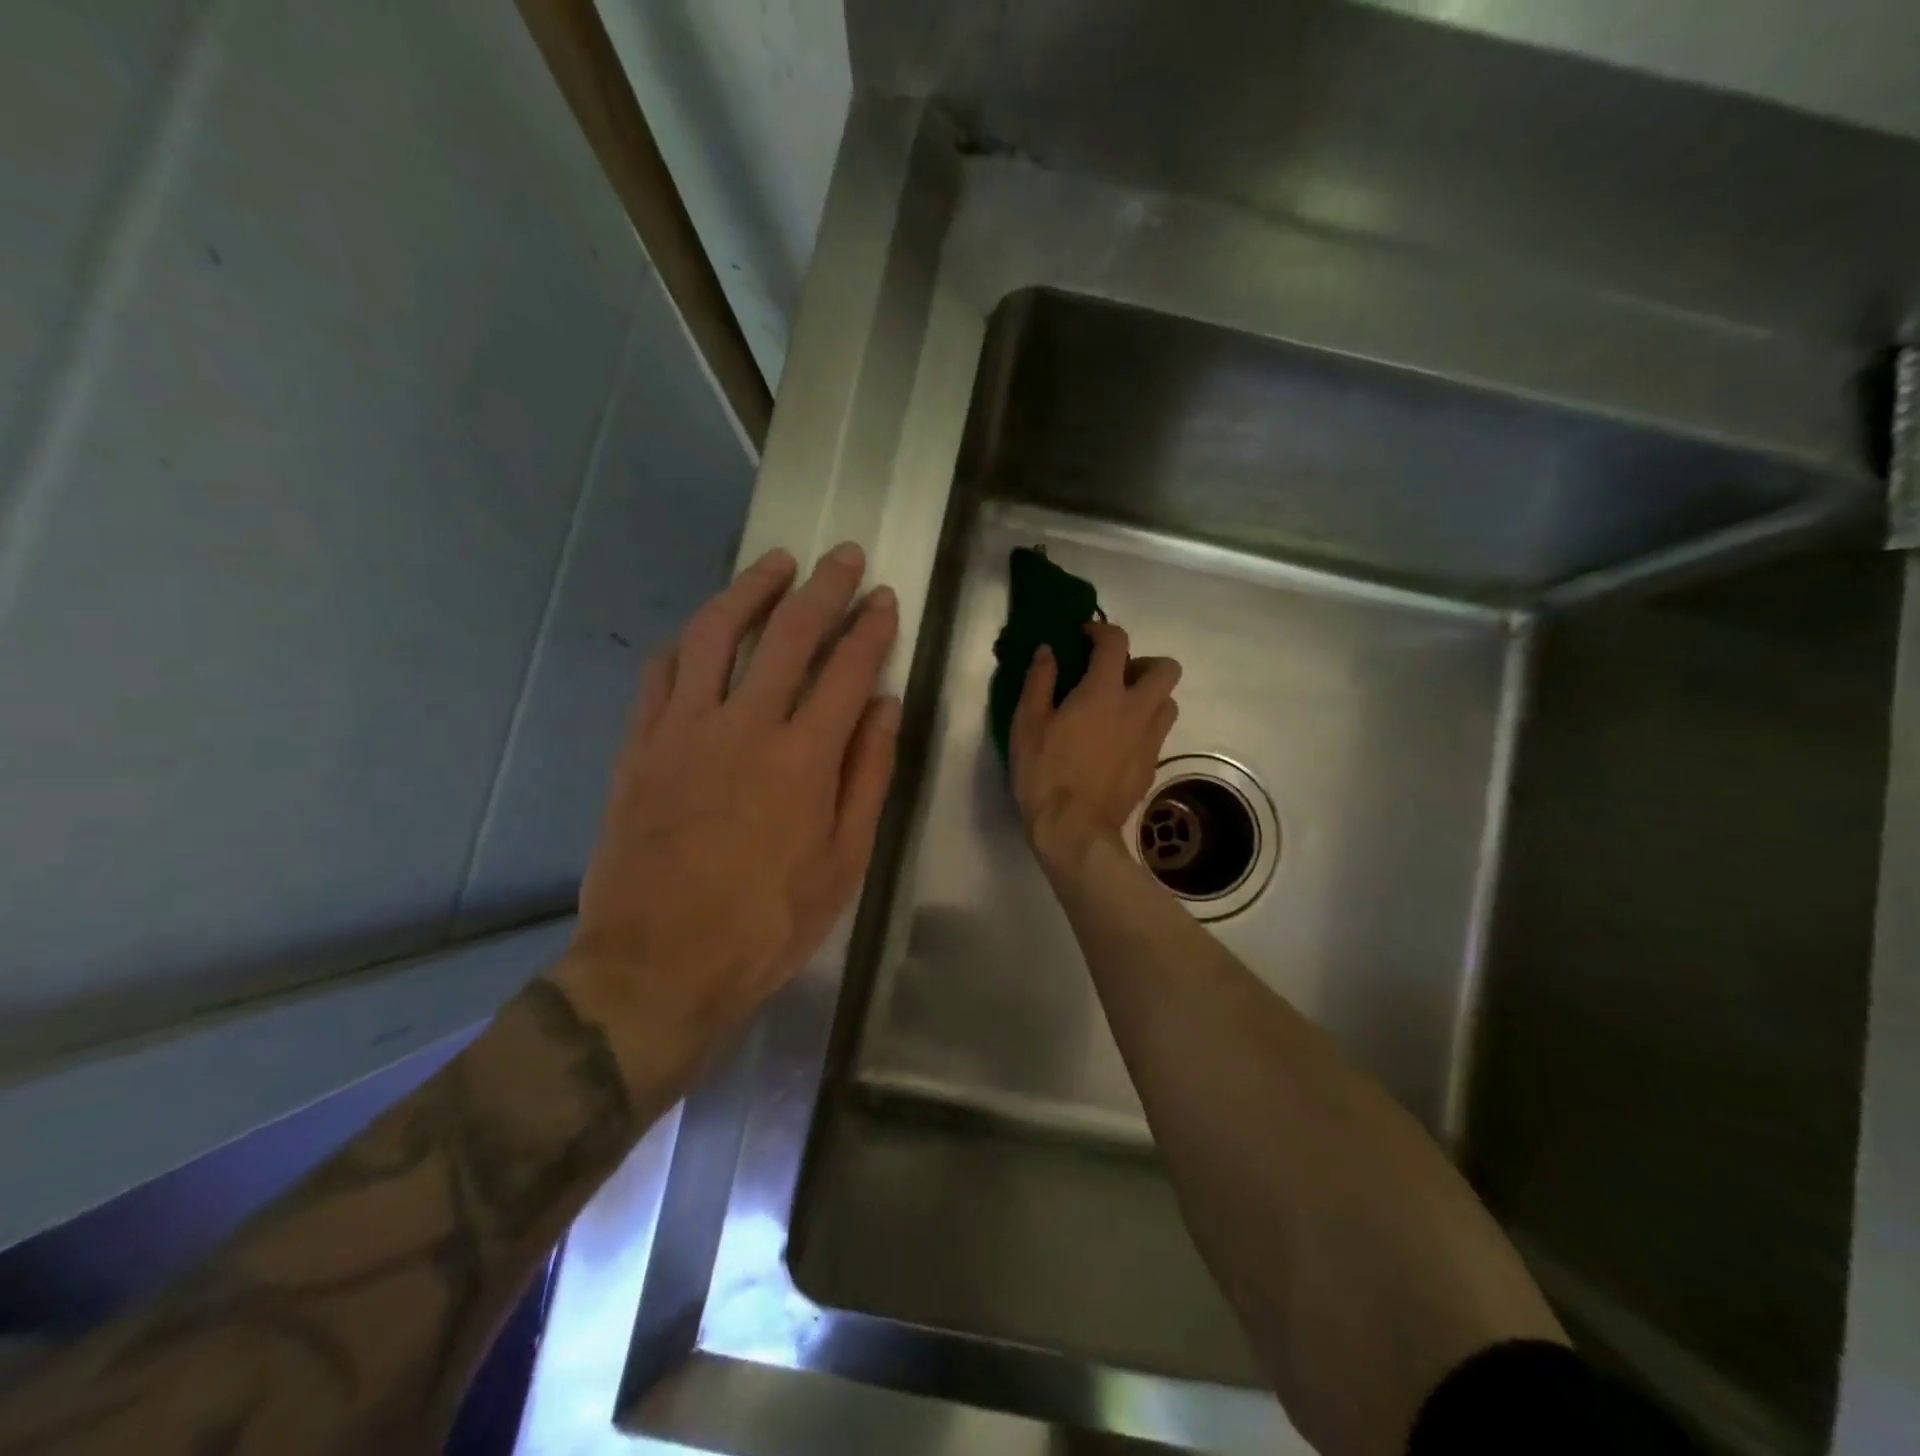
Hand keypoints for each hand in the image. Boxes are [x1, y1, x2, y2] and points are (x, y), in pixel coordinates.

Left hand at [558, 543, 899, 1079]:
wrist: (658, 965)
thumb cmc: (767, 923)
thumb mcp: (843, 862)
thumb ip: (867, 776)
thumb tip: (882, 706)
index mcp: (804, 758)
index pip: (847, 669)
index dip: (871, 627)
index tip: (885, 599)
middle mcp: (745, 726)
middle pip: (788, 635)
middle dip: (824, 587)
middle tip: (844, 556)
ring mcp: (684, 730)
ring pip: (717, 634)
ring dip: (751, 590)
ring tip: (775, 562)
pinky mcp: (640, 745)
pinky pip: (663, 671)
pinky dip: (690, 638)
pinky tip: (706, 625)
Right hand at [1009, 620, 1181, 882]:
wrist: (1074, 830)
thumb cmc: (1045, 773)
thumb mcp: (1028, 724)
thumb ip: (1040, 681)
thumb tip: (1048, 651)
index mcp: (1104, 692)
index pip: (1116, 642)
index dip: (1102, 631)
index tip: (1085, 636)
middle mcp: (1137, 709)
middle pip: (1166, 669)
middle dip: (1143, 662)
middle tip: (1114, 676)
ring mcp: (1150, 740)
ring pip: (1168, 702)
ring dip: (1149, 696)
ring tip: (1119, 709)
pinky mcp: (1151, 766)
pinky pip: (1158, 734)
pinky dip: (1142, 727)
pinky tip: (1116, 743)